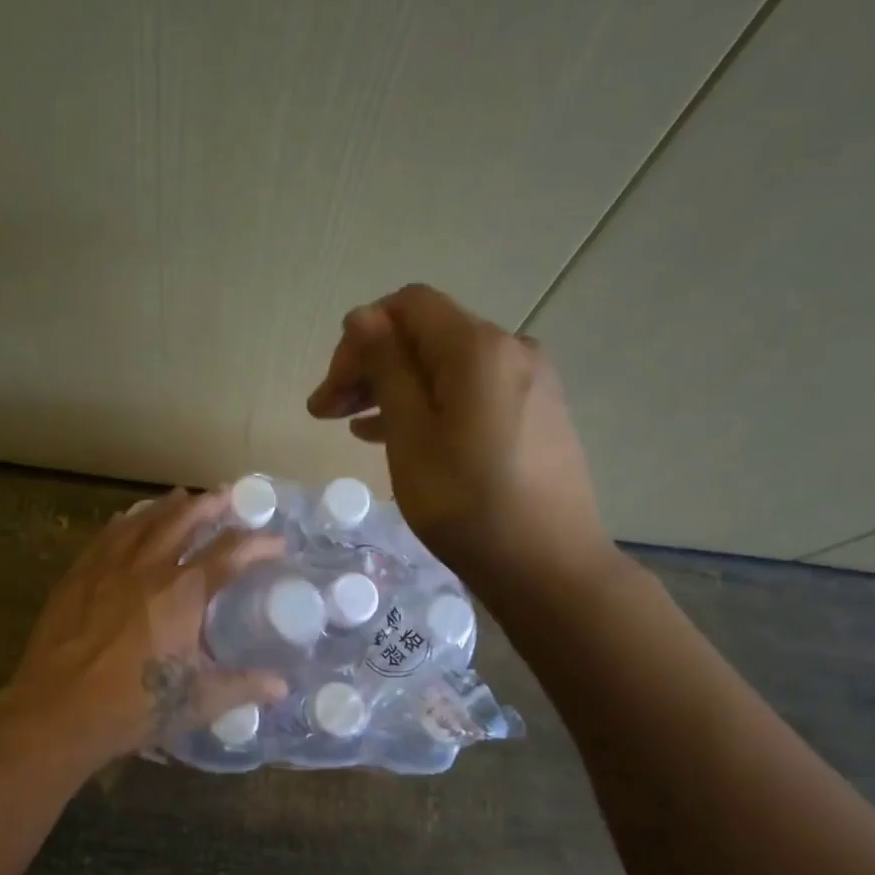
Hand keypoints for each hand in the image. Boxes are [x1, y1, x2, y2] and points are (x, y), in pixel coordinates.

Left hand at [0, 488, 289, 769]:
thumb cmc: (133, 706)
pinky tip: (126, 519)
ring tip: (181, 496)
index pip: (230, 554)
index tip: (277, 541)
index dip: (258, 543)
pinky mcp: (78, 576)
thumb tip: (281, 686)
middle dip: (209, 505)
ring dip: (167, 506)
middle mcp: (148, 567)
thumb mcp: (198, 701)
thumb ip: (243, 687)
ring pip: (143, 521)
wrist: (57, 711)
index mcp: (183, 593)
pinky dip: (124, 522)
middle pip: (183, 521)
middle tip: (225, 495)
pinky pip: (106, 536)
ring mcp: (109, 567)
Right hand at [306, 284, 615, 593]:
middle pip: (426, 335)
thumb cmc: (467, 504)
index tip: (331, 390)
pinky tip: (395, 434)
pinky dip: (429, 404)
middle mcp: (511, 349)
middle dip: (370, 365)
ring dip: (394, 387)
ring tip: (351, 427)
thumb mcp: (411, 436)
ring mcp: (529, 381)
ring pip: (446, 367)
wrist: (549, 568)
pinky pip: (470, 392)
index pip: (406, 307)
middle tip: (325, 412)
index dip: (360, 338)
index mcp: (478, 348)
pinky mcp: (536, 412)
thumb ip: (387, 368)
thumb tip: (364, 316)